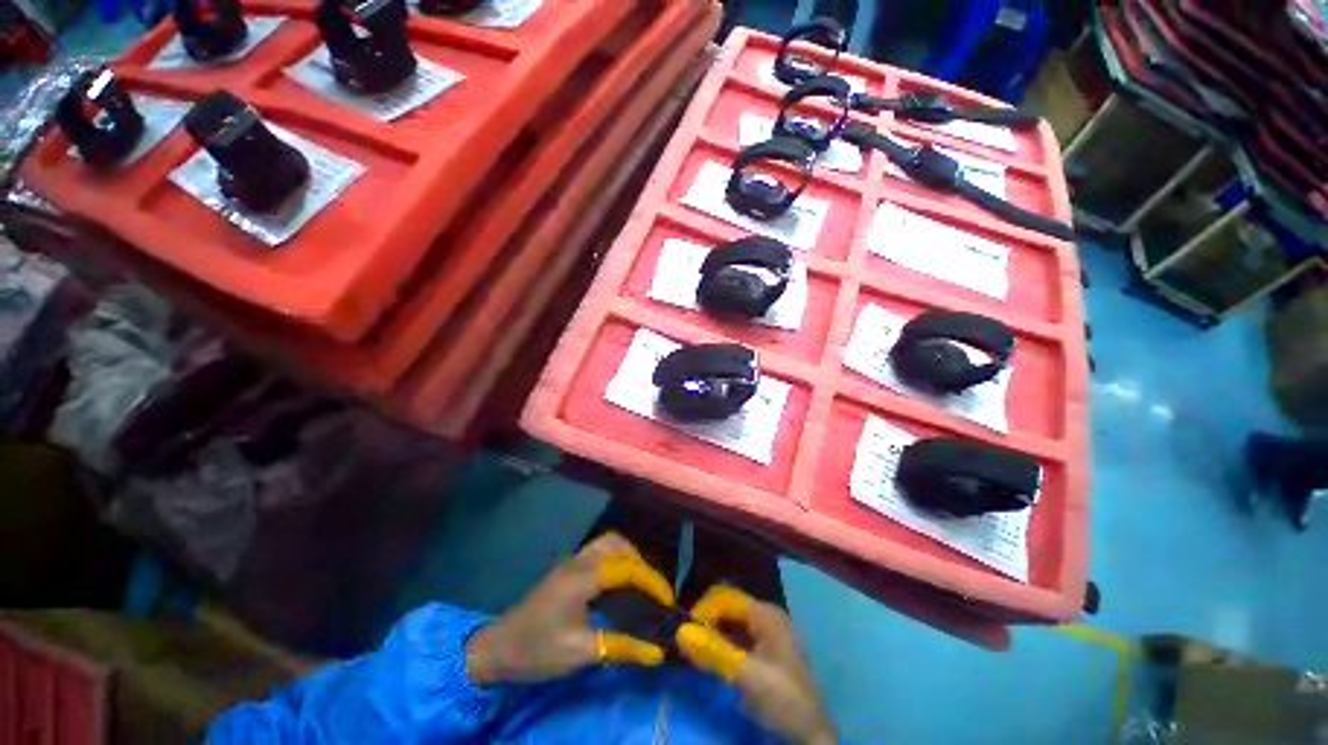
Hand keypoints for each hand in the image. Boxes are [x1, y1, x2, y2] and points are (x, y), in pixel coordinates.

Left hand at [466, 532, 675, 684]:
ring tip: (639, 584)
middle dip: (640, 562)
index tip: (668, 601)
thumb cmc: (537, 650)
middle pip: (617, 544)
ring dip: (627, 557)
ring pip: (607, 543)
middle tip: (652, 590)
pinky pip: (598, 552)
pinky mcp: (566, 569)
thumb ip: (621, 647)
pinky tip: (618, 584)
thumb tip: (657, 652)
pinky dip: (615, 560)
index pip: (626, 567)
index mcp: (582, 577)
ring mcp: (571, 562)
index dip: (651, 581)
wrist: (496, 649)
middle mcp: (578, 561)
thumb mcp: (580, 652)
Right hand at [675, 585, 836, 744]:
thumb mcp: (748, 675)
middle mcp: (763, 618)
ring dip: (709, 632)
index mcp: (765, 614)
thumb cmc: (782, 697)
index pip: (727, 598)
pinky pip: (732, 639)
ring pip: (728, 624)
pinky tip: (705, 654)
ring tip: (690, 644)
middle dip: (705, 618)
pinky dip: (717, 644)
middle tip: (684, 636)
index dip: (705, 609)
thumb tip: (680, 633)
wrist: (808, 735)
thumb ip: (715, 652)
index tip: (683, 627)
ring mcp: (762, 635)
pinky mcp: (758, 654)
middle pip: (727, 608)